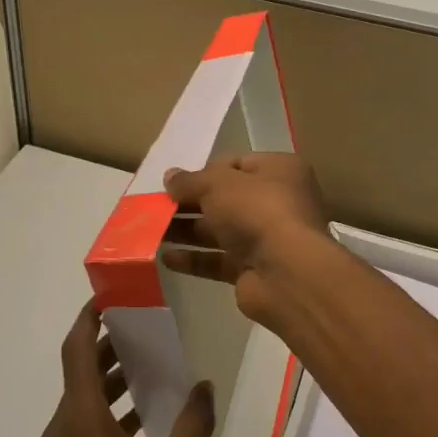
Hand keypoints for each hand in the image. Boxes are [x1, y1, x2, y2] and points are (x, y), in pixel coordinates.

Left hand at [40, 304, 214, 436]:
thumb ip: (193, 422)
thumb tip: (204, 385)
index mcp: (81, 423)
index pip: (76, 353)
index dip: (88, 321)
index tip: (108, 298)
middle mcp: (63, 431)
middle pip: (78, 373)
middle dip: (106, 346)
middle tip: (141, 327)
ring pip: (82, 399)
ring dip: (110, 379)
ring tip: (148, 365)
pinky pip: (84, 424)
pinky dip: (108, 408)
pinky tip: (143, 413)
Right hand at [162, 153, 333, 323]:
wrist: (286, 272)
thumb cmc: (257, 211)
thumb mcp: (218, 184)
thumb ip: (191, 181)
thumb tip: (170, 176)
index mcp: (279, 171)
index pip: (237, 164)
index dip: (205, 171)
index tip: (176, 182)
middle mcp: (277, 202)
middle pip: (225, 199)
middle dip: (190, 203)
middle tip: (156, 207)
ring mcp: (266, 238)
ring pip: (220, 231)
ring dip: (187, 231)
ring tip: (151, 231)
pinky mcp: (254, 270)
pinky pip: (219, 261)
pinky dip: (194, 259)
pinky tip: (166, 258)